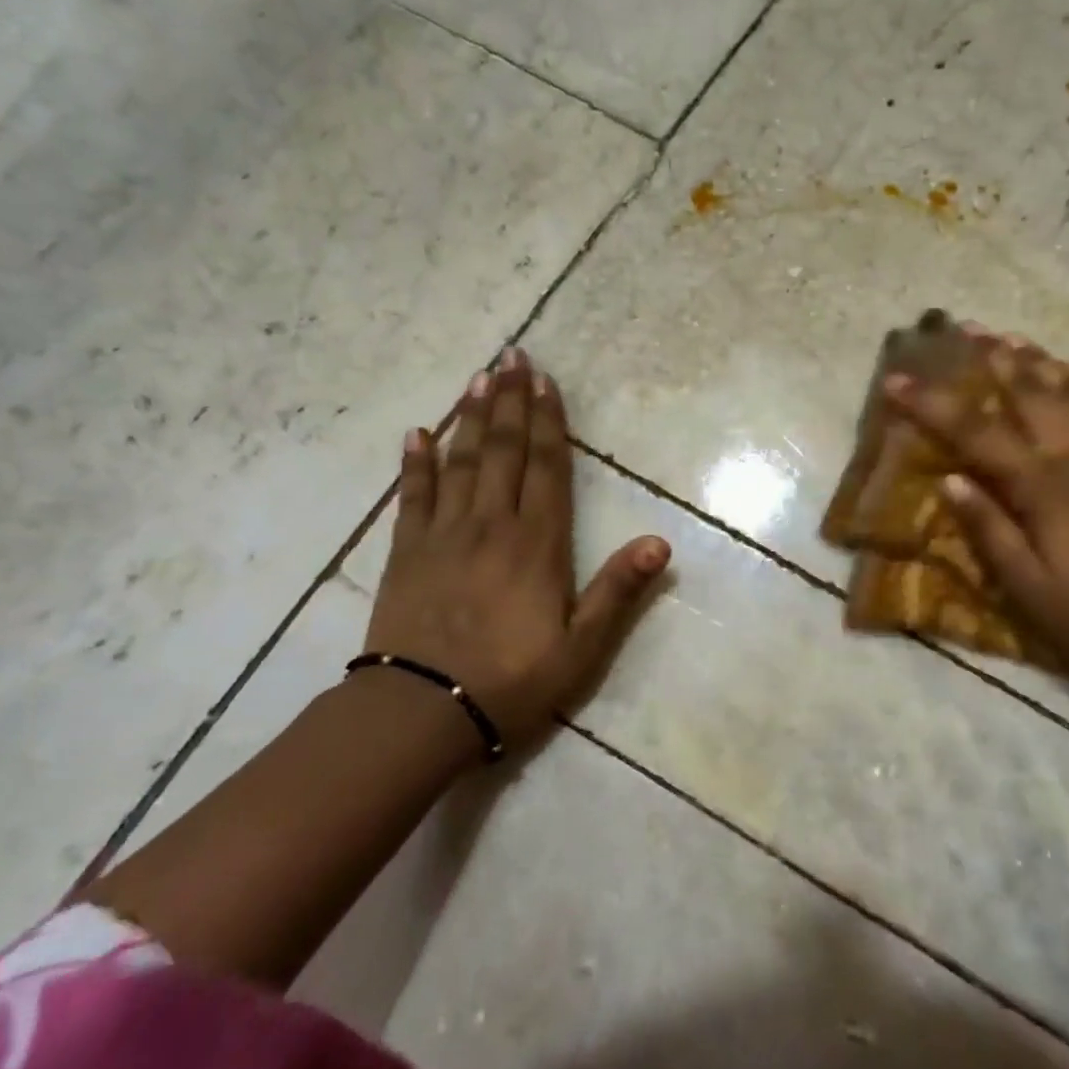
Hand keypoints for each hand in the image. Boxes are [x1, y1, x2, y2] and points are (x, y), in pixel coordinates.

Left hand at [362, 348, 669, 750]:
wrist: (421, 711)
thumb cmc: (511, 680)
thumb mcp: (581, 646)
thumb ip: (618, 590)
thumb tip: (661, 542)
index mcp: (537, 543)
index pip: (547, 467)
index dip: (549, 421)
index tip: (545, 380)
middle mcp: (492, 525)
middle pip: (504, 451)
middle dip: (511, 401)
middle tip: (512, 356)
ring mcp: (444, 534)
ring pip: (461, 462)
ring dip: (471, 417)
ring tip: (478, 377)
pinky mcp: (407, 552)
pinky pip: (412, 496)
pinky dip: (415, 462)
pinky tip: (418, 432)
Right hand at [887, 335, 1068, 689]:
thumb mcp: (1029, 589)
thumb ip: (990, 531)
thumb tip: (950, 480)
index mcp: (1043, 489)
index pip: (976, 435)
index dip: (933, 405)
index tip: (897, 380)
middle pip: (1029, 397)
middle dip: (993, 361)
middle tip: (967, 328)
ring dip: (1042, 363)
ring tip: (1014, 337)